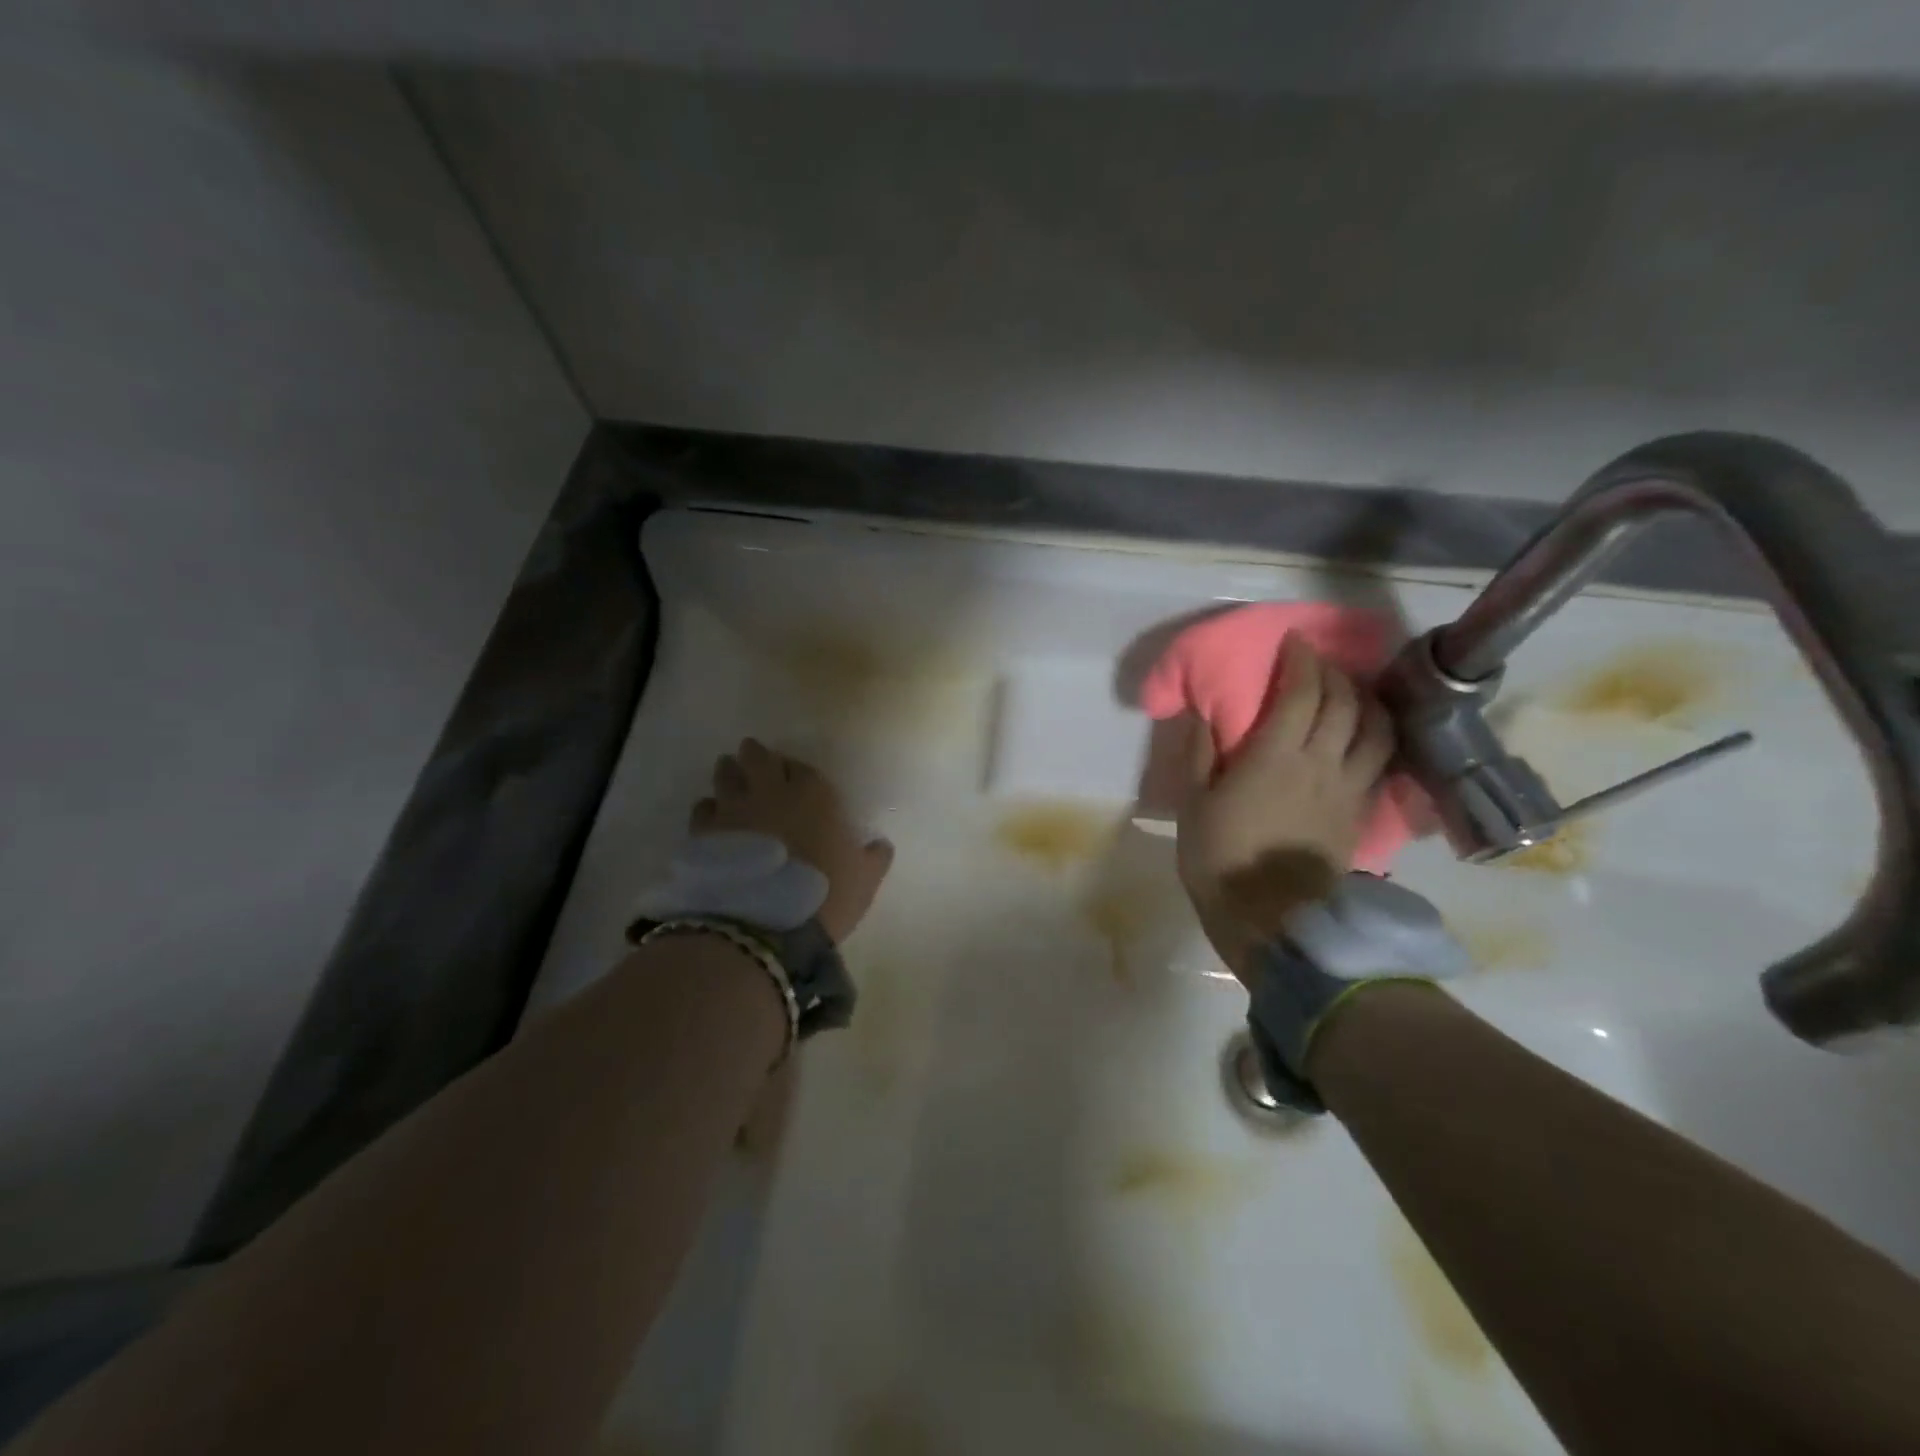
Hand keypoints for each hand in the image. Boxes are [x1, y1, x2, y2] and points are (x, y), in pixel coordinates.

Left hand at [693, 739, 894, 942]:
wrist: (765, 924)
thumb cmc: (826, 894)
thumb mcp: (865, 879)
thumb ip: (874, 857)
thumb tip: (880, 846)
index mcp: (813, 794)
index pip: (801, 768)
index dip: (795, 769)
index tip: (791, 773)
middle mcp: (771, 792)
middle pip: (757, 759)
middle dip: (755, 755)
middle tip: (751, 755)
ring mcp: (733, 810)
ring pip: (725, 776)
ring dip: (728, 772)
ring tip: (728, 771)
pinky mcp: (704, 833)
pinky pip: (702, 809)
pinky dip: (707, 808)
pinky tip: (710, 815)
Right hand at [1177, 637, 1394, 981]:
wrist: (1272, 919)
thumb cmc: (1221, 859)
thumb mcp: (1193, 805)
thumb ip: (1200, 755)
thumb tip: (1203, 714)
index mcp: (1275, 756)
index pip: (1302, 692)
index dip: (1302, 661)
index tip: (1294, 642)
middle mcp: (1322, 763)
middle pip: (1344, 703)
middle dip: (1333, 673)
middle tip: (1317, 663)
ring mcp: (1348, 789)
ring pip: (1375, 729)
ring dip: (1366, 701)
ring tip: (1352, 692)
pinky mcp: (1360, 814)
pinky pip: (1381, 762)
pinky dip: (1378, 737)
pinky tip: (1367, 736)